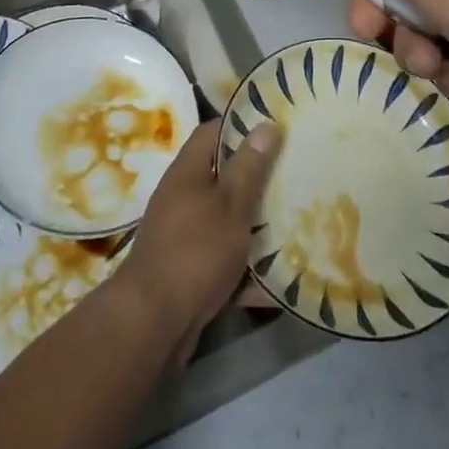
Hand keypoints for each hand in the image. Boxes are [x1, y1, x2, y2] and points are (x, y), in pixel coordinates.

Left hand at [113, 119, 280, 364]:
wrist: (153, 324)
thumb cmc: (196, 250)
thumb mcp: (231, 204)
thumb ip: (249, 166)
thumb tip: (265, 124)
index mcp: (188, 172)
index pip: (213, 131)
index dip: (242, 125)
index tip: (276, 127)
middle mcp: (182, 198)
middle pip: (223, 176)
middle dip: (257, 177)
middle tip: (294, 173)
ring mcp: (184, 236)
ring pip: (227, 220)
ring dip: (256, 224)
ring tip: (296, 219)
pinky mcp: (189, 271)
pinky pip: (225, 259)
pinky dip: (248, 267)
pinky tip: (280, 275)